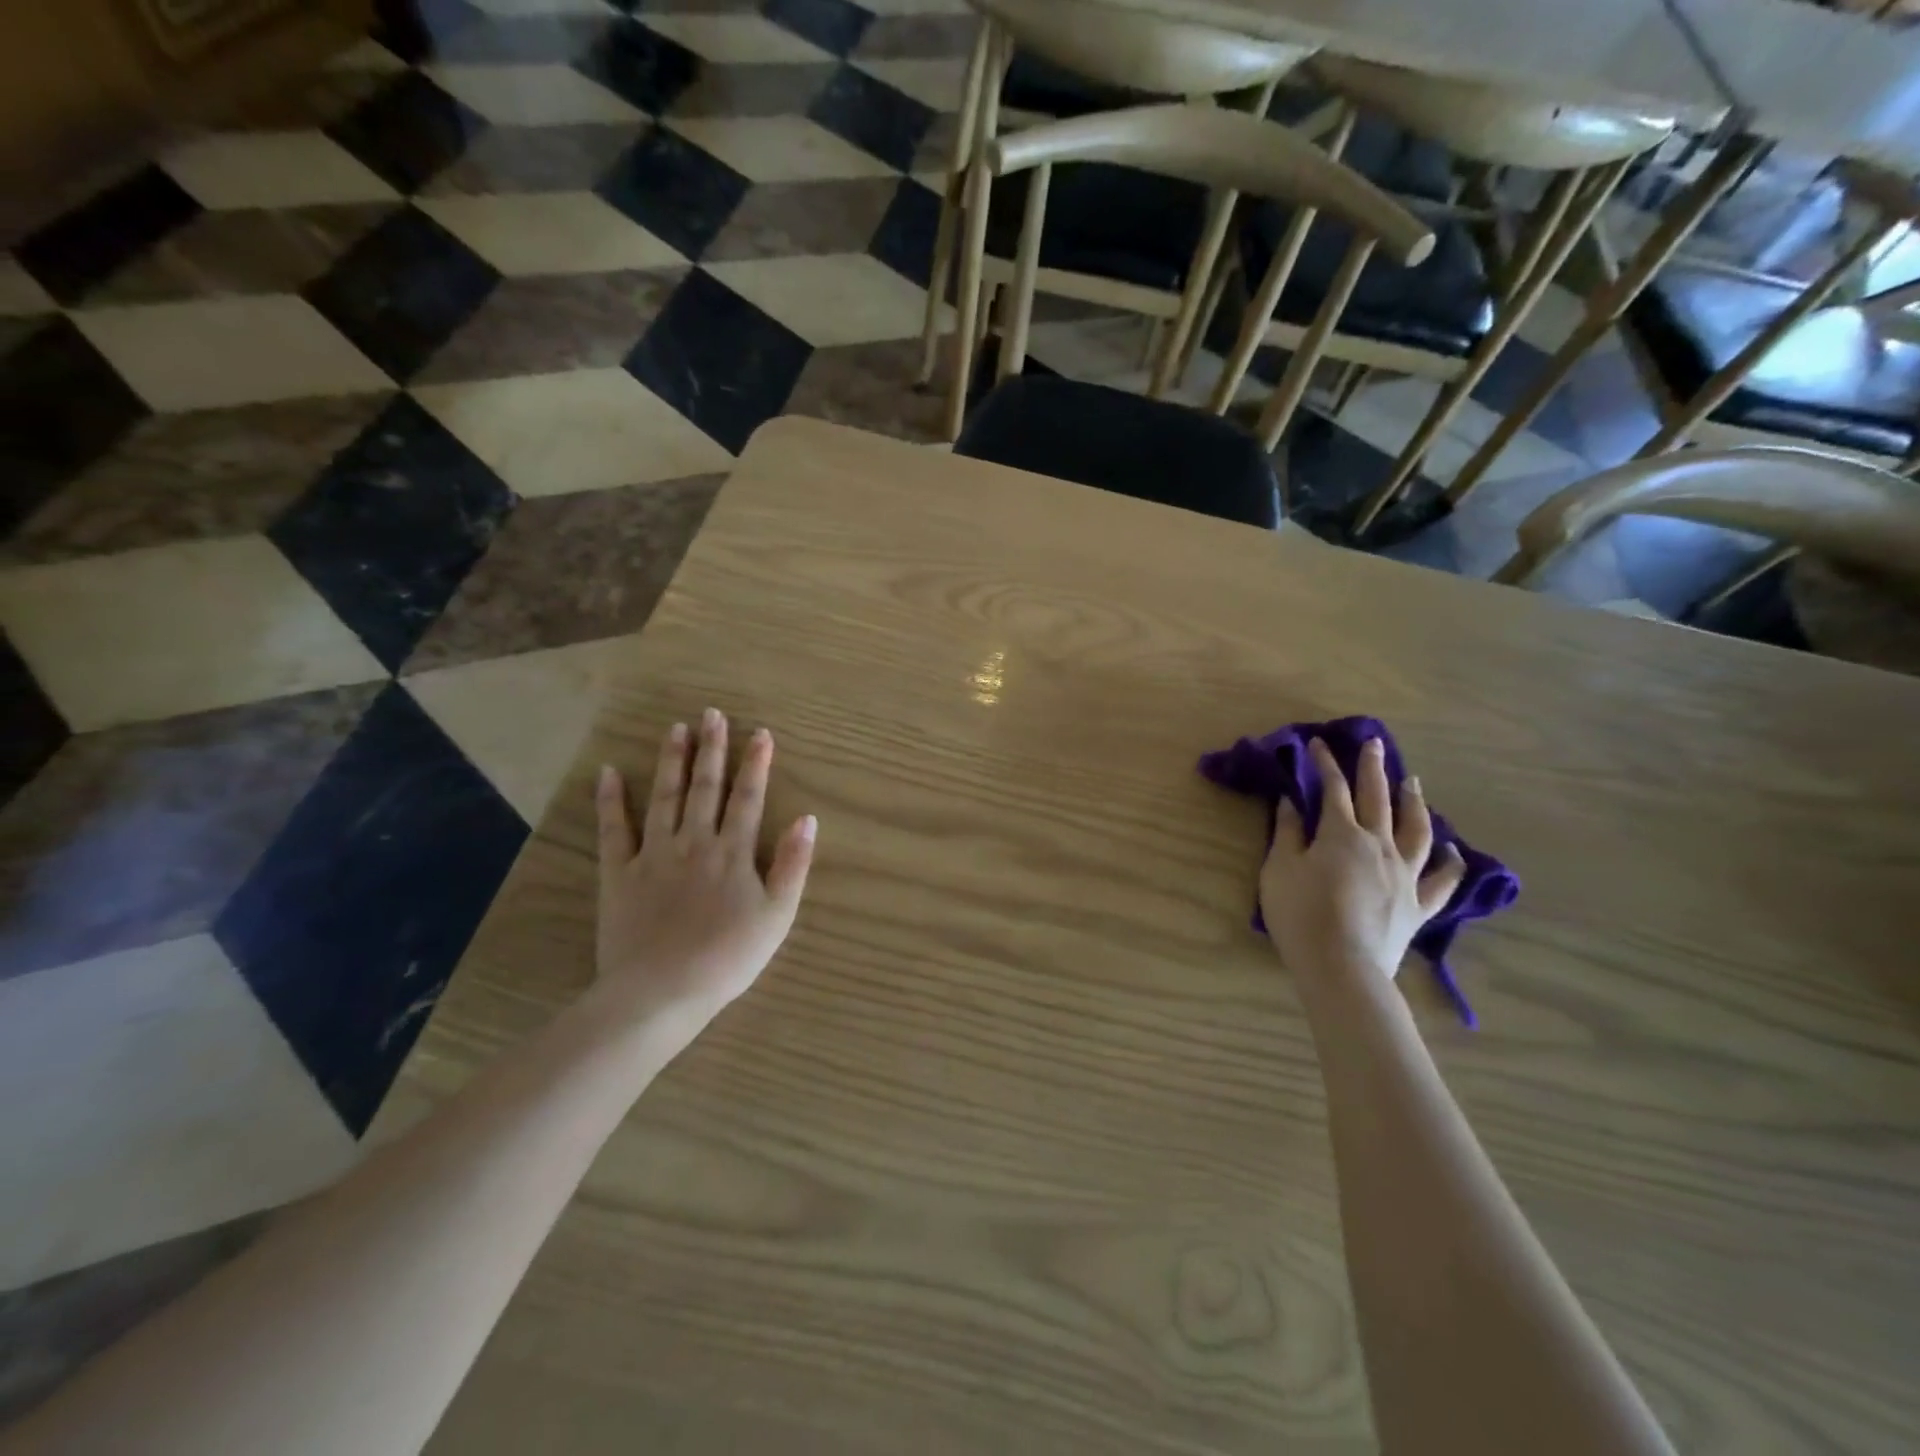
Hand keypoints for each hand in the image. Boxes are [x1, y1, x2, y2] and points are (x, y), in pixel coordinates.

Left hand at [593, 708, 815, 1041]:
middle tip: (712, 714)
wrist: (662, 991)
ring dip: (672, 761)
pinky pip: (614, 830)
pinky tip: (610, 772)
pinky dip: (611, 800)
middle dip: (712, 749)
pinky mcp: (619, 873)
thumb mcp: (777, 916)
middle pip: (705, 787)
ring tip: (675, 728)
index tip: (760, 733)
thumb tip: (807, 819)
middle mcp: (694, 841)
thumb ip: (793, 865)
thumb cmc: (729, 958)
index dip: (756, 764)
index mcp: (733, 852)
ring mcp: (654, 854)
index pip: (748, 798)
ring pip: (665, 797)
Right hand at [1259, 737, 1464, 982]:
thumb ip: (1287, 833)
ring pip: (1416, 830)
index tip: (1318, 744)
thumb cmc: (1301, 915)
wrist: (1341, 966)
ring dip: (1414, 803)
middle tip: (1374, 744)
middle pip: (1378, 798)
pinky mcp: (1418, 905)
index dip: (1325, 764)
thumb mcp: (1279, 870)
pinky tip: (1455, 852)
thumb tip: (1291, 802)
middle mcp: (1379, 845)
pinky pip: (1442, 881)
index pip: (1333, 789)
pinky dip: (1451, 864)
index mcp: (1341, 834)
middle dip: (1373, 768)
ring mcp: (1404, 874)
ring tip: (1413, 783)